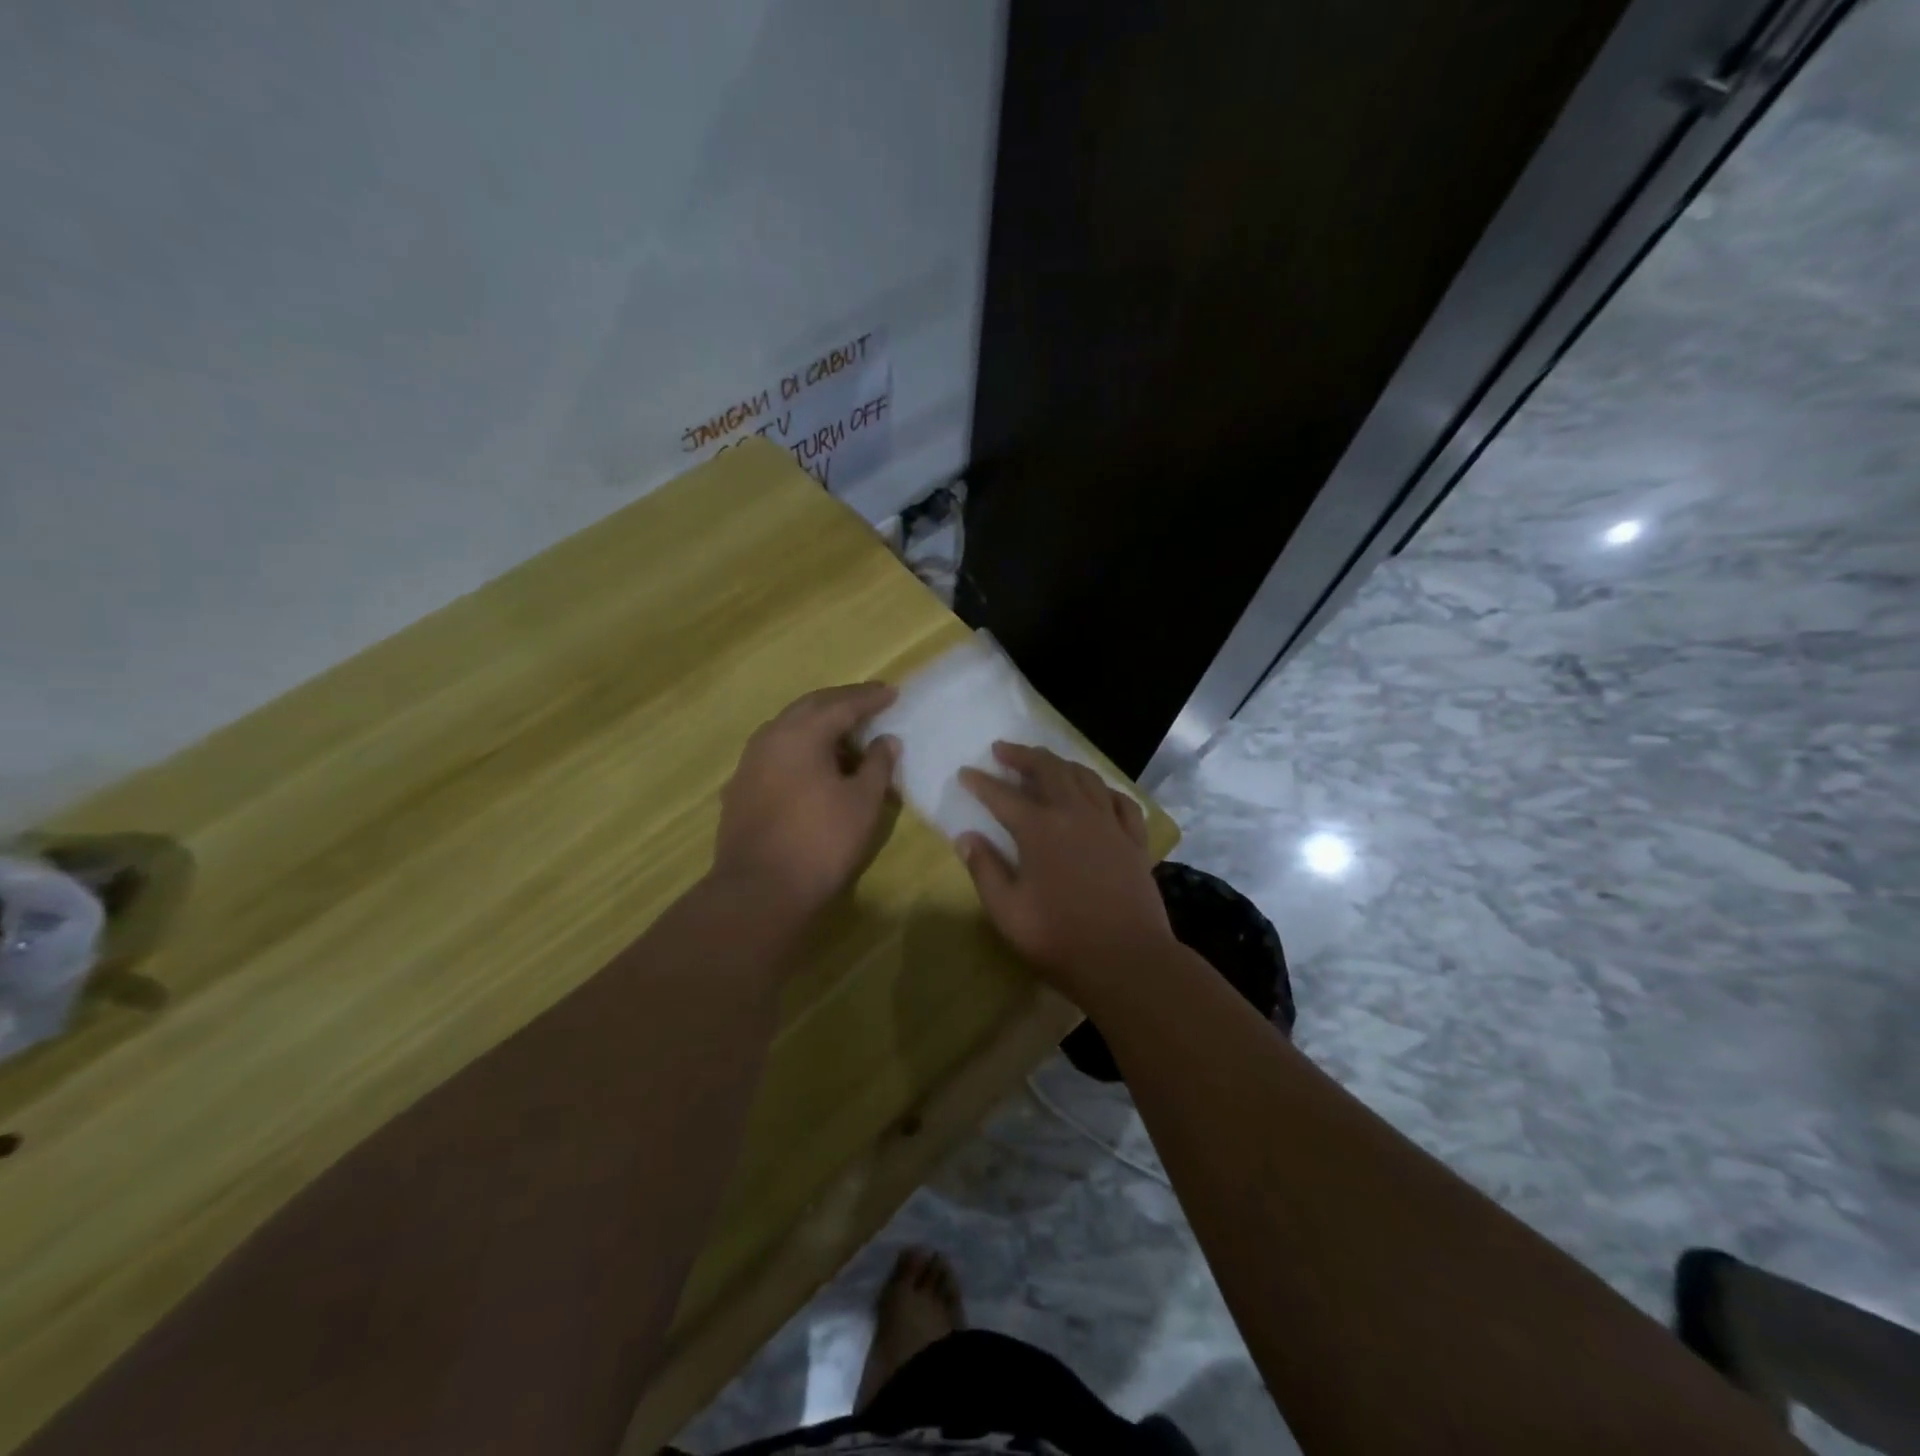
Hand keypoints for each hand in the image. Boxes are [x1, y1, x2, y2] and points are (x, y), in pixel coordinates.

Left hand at [711, 683, 899, 927]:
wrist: (758, 890)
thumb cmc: (820, 842)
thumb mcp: (862, 802)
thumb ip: (877, 765)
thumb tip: (886, 740)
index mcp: (801, 733)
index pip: (841, 704)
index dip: (870, 698)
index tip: (892, 692)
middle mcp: (770, 737)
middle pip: (811, 707)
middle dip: (842, 702)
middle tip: (870, 702)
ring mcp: (750, 762)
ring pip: (790, 728)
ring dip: (820, 726)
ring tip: (848, 737)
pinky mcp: (741, 786)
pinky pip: (777, 751)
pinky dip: (802, 748)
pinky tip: (816, 767)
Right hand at [958, 743, 1174, 1006]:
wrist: (1127, 961)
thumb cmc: (1060, 939)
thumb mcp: (1008, 912)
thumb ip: (984, 870)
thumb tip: (966, 837)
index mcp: (1039, 830)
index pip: (1002, 796)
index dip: (981, 782)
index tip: (966, 772)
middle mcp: (1075, 814)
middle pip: (1048, 769)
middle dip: (1022, 755)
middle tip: (1003, 750)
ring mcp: (1109, 824)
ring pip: (1085, 777)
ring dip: (1061, 763)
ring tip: (1045, 762)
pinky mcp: (1134, 840)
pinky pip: (1120, 800)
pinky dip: (1103, 789)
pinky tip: (1096, 792)